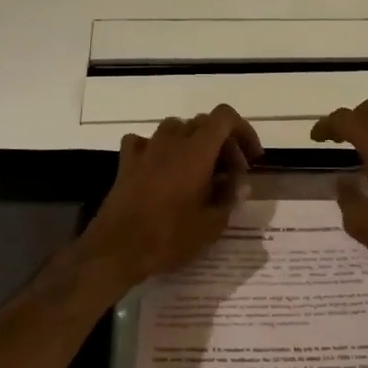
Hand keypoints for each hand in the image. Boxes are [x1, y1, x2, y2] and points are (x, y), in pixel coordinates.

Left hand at [75, 105, 262, 290]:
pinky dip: (158, 149)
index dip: (243, 131)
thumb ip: (230, 197)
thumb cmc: (169, 237)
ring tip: (198, 172)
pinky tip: (160, 169)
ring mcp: (146, 149)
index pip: (225, 117)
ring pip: (175, 128)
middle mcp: (172, 141)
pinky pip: (145, 142)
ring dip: (191, 143)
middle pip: (203, 123)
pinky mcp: (126, 162)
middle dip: (222, 143)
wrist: (116, 249)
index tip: (250, 158)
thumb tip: (239, 183)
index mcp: (197, 151)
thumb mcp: (213, 224)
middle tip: (229, 175)